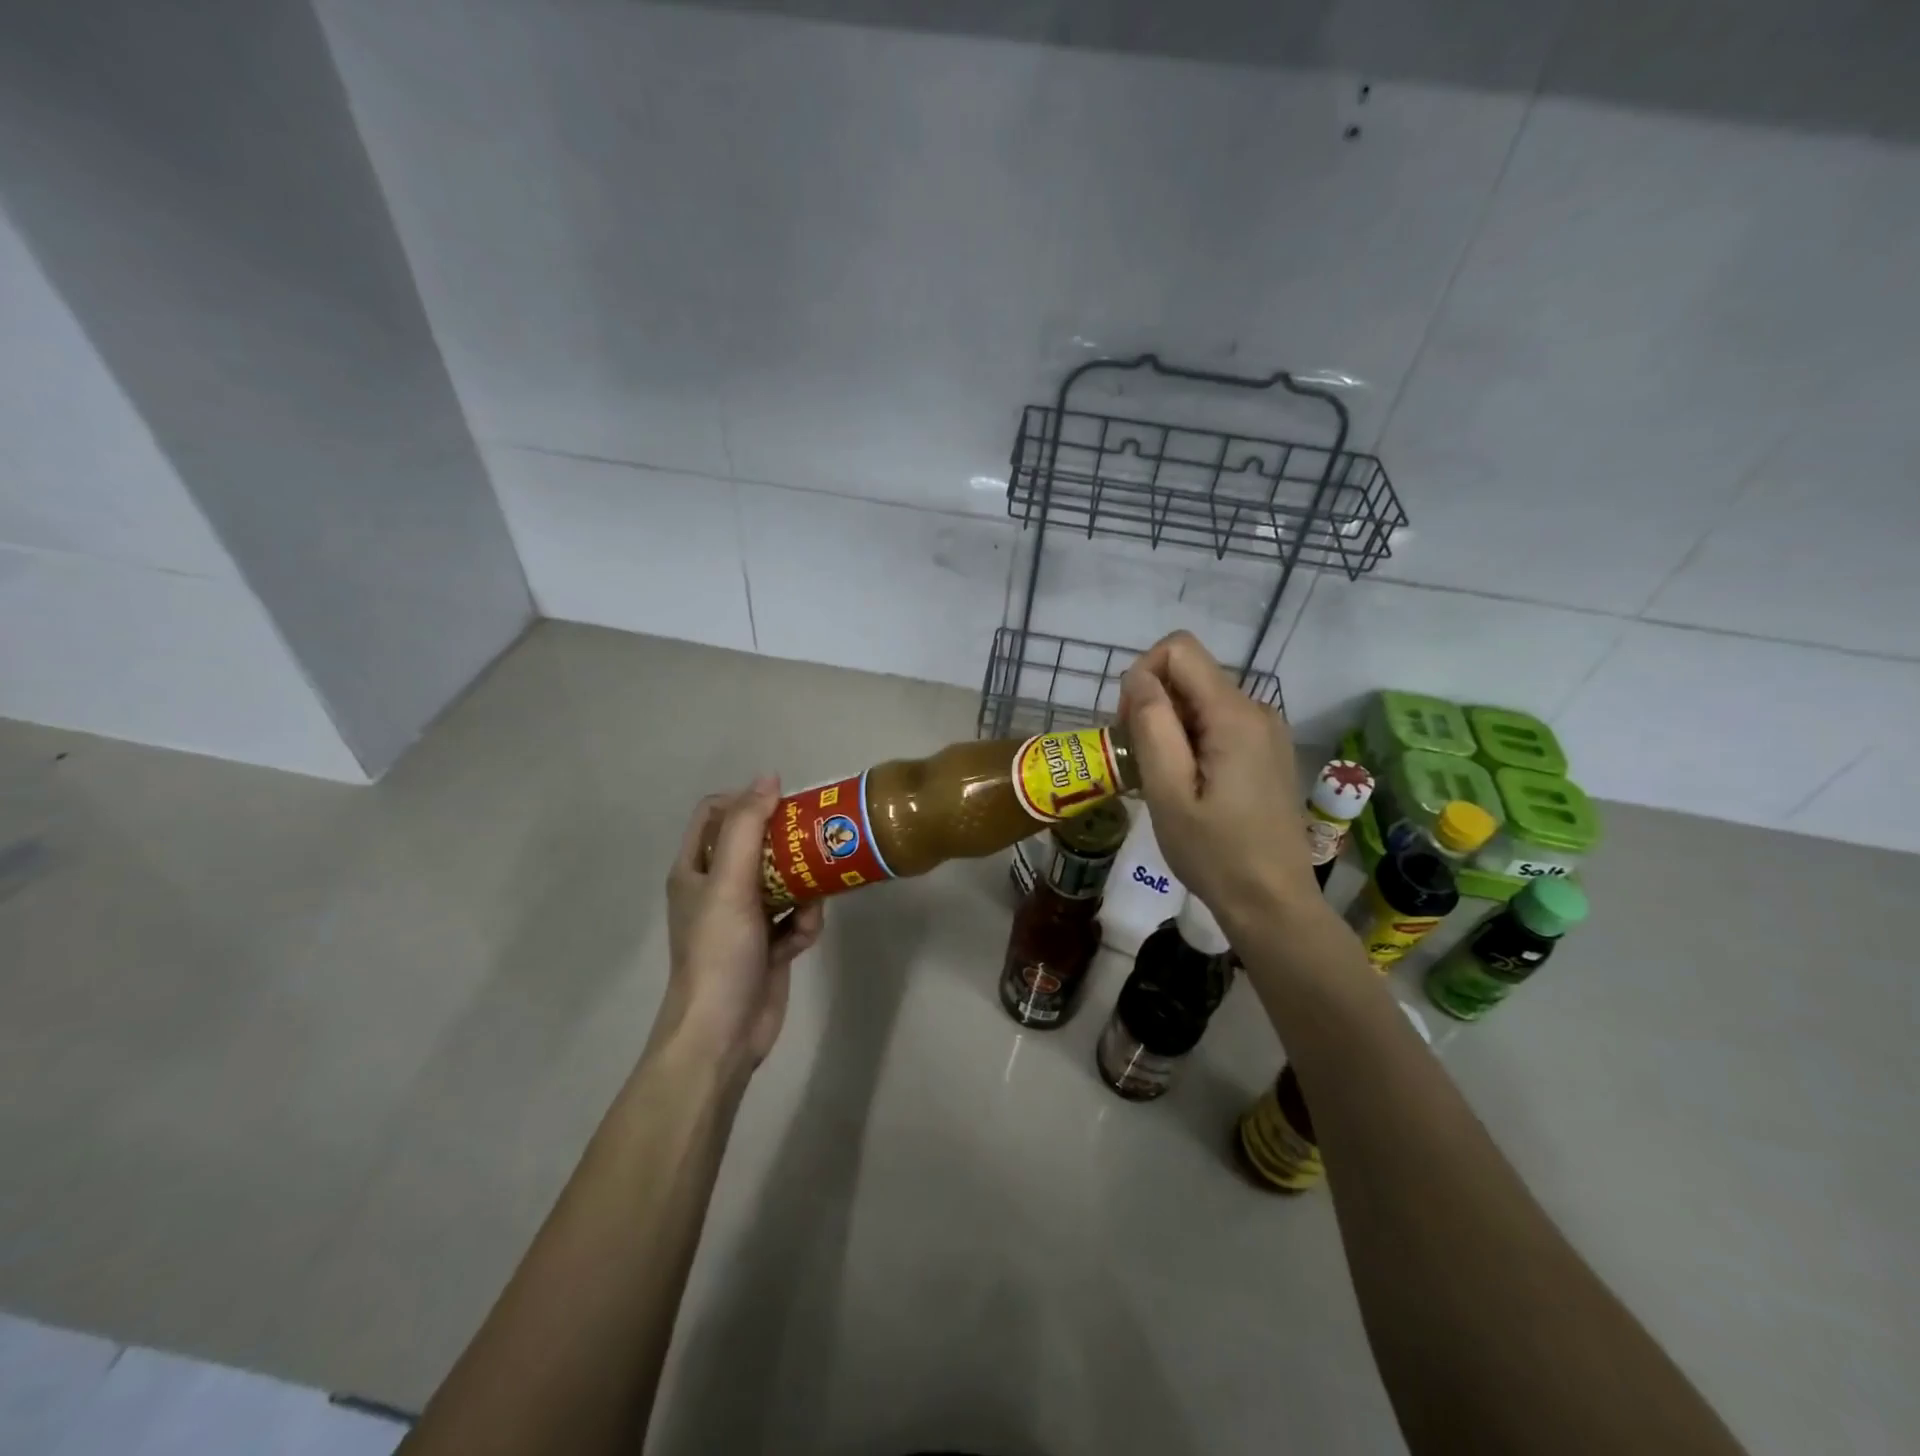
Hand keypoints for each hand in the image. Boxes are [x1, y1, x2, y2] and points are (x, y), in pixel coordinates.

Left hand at [657, 777, 823, 1075]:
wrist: (723, 1033)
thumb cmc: (719, 952)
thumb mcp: (730, 883)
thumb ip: (748, 828)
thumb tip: (769, 777)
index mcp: (695, 869)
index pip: (715, 814)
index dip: (746, 801)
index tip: (783, 807)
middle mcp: (717, 888)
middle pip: (757, 845)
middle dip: (788, 845)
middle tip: (818, 841)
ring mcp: (744, 918)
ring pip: (784, 881)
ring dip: (804, 889)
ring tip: (811, 903)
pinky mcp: (768, 945)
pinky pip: (795, 917)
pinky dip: (804, 924)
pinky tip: (802, 939)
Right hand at [1119, 631, 1315, 929]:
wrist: (1273, 903)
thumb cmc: (1214, 852)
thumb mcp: (1168, 791)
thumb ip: (1151, 725)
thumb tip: (1136, 676)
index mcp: (1234, 714)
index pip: (1179, 649)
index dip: (1142, 675)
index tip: (1130, 727)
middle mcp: (1257, 709)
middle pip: (1190, 674)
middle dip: (1154, 704)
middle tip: (1142, 762)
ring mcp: (1266, 730)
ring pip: (1201, 699)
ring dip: (1170, 726)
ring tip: (1163, 779)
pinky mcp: (1267, 751)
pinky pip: (1219, 722)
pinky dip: (1191, 740)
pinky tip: (1188, 784)